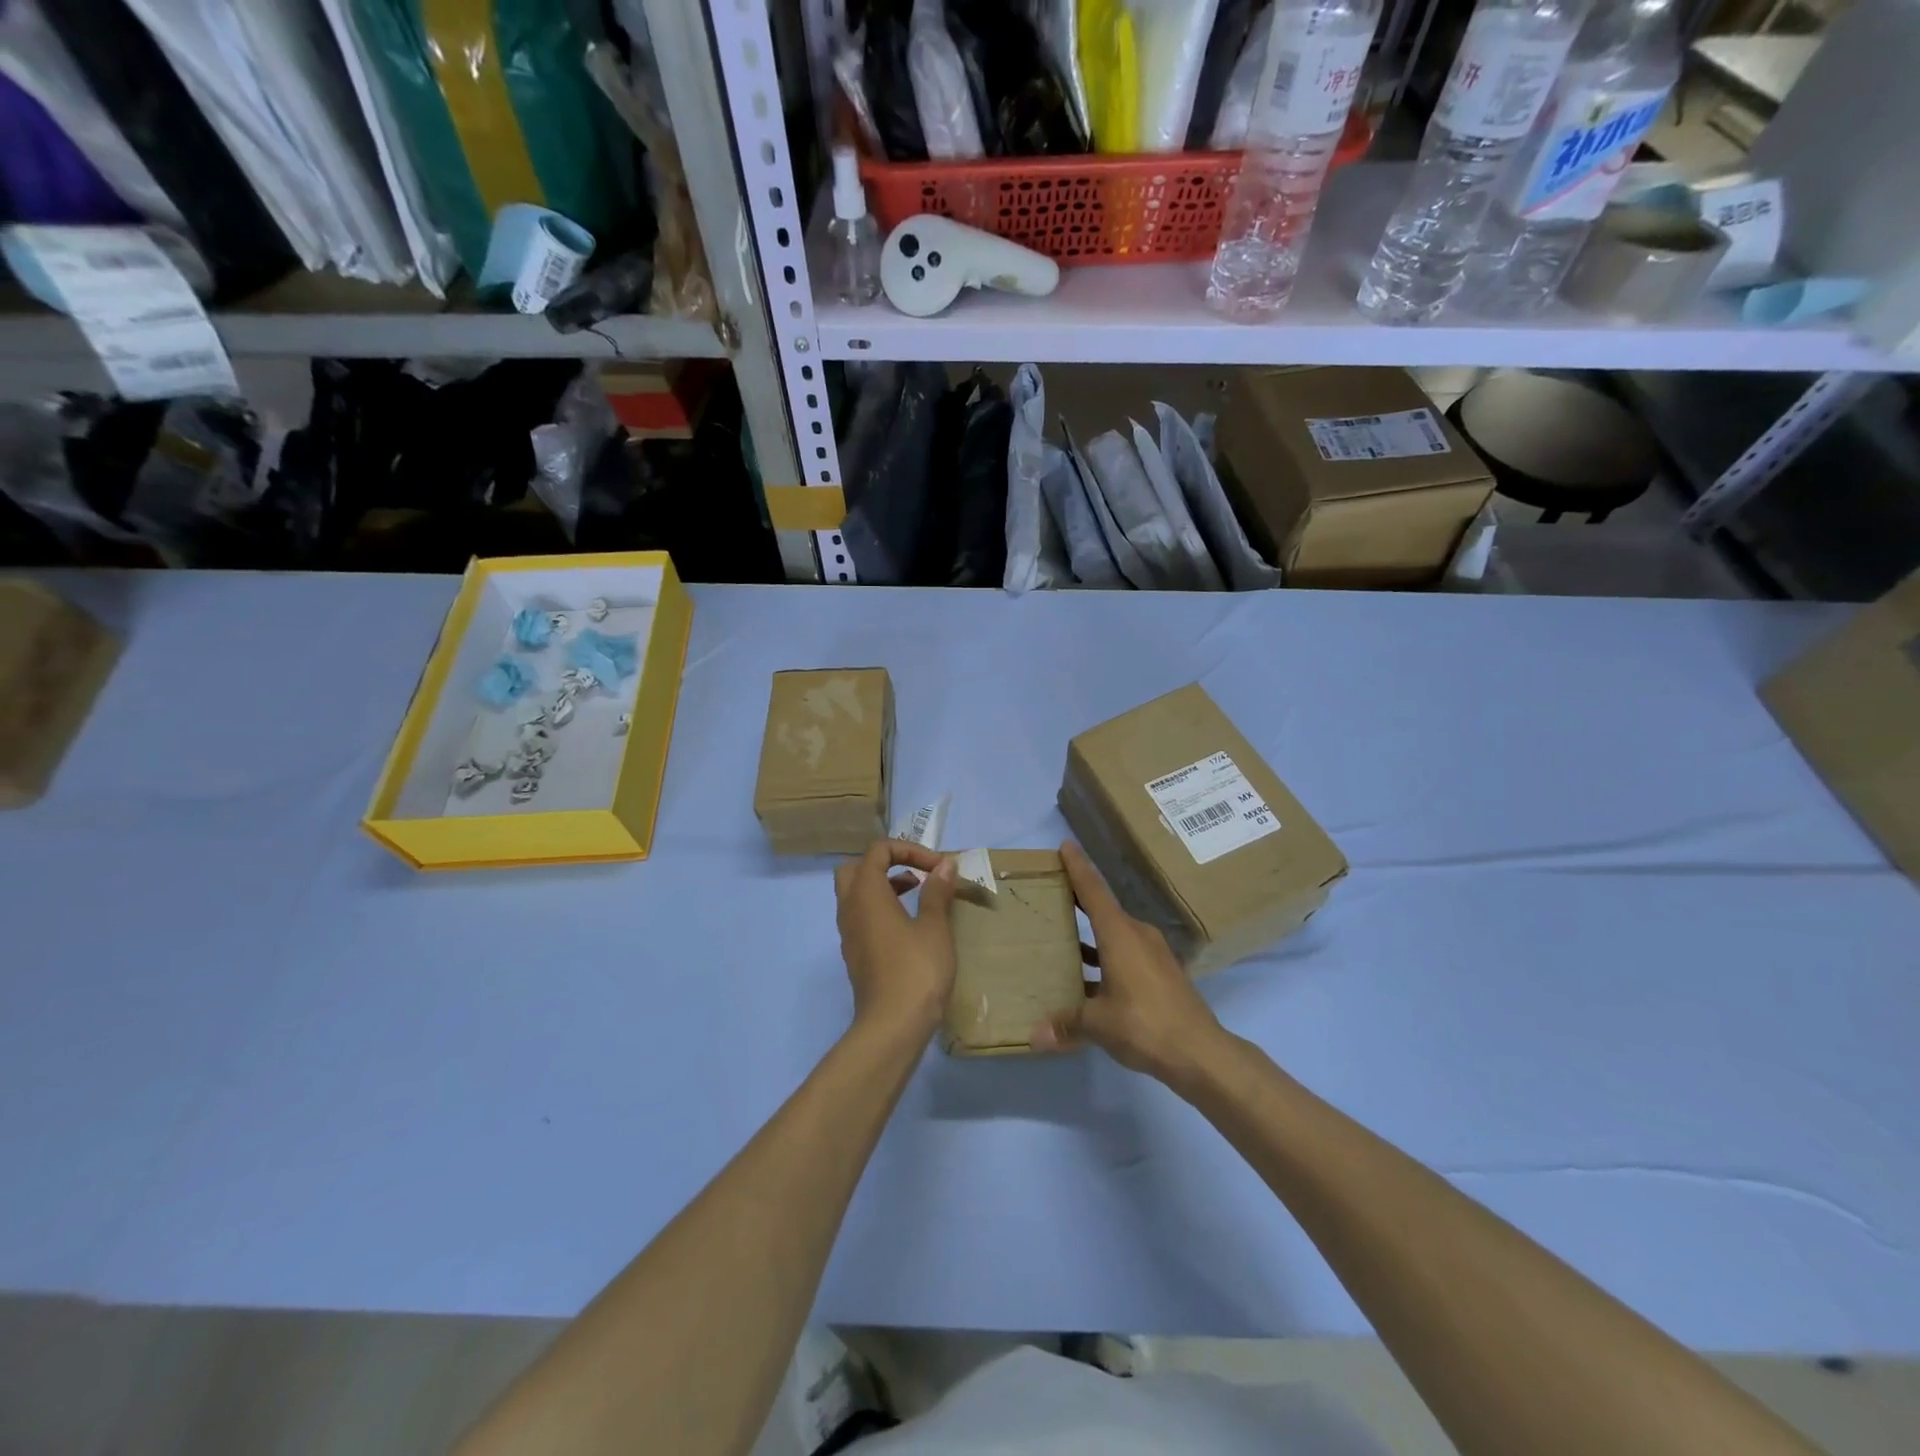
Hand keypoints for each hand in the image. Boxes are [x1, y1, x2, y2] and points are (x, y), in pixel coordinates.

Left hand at [834, 840, 958, 1042]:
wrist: (893, 1026)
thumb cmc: (916, 970)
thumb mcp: (934, 927)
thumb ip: (937, 892)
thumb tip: (944, 866)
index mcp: (866, 893)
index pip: (877, 851)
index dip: (908, 850)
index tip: (937, 867)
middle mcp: (850, 908)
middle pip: (856, 869)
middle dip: (885, 864)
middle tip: (915, 875)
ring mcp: (849, 934)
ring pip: (856, 895)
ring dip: (884, 886)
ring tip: (918, 895)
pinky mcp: (855, 955)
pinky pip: (861, 917)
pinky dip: (880, 909)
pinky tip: (909, 926)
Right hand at [1032, 841, 1222, 1083]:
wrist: (1201, 1053)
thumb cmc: (1145, 1025)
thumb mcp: (1099, 1024)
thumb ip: (1066, 1024)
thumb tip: (1033, 1036)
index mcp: (1120, 935)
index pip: (1094, 892)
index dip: (1078, 868)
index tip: (1065, 846)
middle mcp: (1137, 936)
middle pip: (1104, 910)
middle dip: (1080, 901)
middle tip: (1053, 894)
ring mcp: (1153, 954)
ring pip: (1116, 935)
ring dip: (1093, 935)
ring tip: (1064, 938)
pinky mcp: (1162, 973)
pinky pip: (1126, 954)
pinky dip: (1106, 957)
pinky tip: (1090, 978)